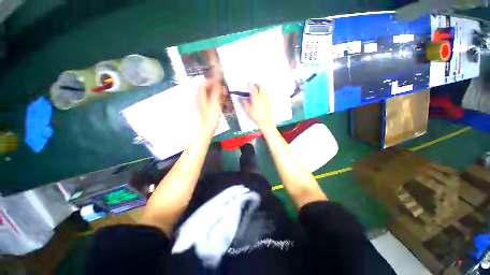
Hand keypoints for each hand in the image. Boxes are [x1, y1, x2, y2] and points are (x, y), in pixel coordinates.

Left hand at [196, 80, 224, 131]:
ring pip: (210, 93)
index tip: (219, 82)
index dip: (211, 81)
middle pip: (207, 88)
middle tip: (223, 88)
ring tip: (224, 93)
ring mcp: (204, 102)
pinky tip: (222, 99)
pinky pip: (211, 98)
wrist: (209, 126)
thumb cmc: (212, 115)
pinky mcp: (207, 106)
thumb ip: (216, 91)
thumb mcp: (215, 102)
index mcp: (200, 95)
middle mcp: (200, 97)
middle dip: (215, 86)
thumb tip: (217, 81)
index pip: (204, 83)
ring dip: (217, 92)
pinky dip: (216, 97)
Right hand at [240, 84, 272, 129]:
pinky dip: (263, 92)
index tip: (247, 83)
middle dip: (256, 84)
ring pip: (264, 89)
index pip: (253, 87)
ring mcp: (266, 99)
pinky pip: (266, 94)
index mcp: (256, 97)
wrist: (264, 121)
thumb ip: (244, 102)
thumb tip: (240, 97)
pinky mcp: (268, 102)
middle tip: (253, 85)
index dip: (249, 84)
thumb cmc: (255, 116)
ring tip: (257, 89)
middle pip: (260, 86)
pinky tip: (260, 96)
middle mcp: (262, 96)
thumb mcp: (247, 109)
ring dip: (260, 87)